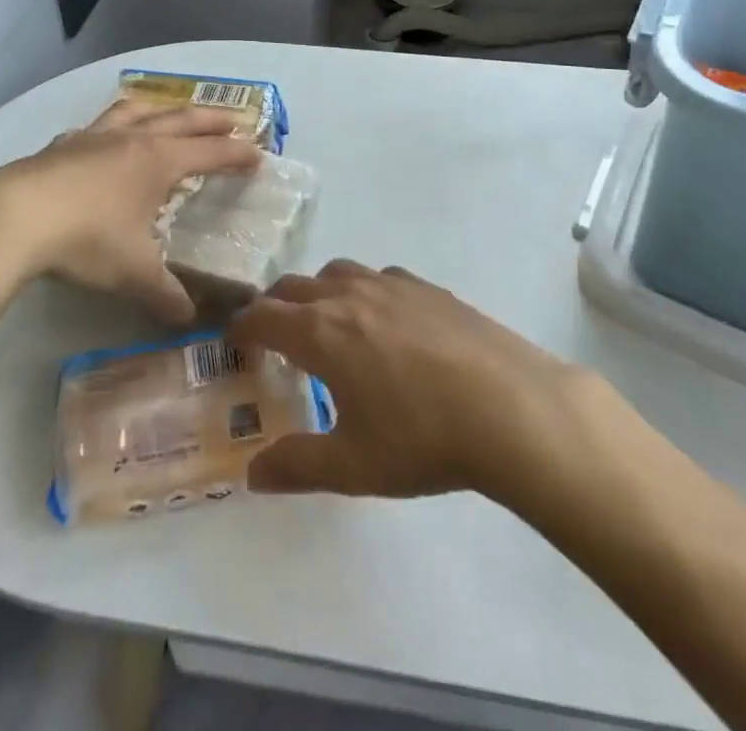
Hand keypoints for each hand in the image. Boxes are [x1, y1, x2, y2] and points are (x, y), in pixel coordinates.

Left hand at [0, 99, 259, 323]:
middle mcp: (131, 139)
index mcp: (158, 161)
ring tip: (170, 113)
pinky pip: (97, 125)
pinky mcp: (61, 145)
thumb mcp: (132, 273)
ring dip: (161, 110)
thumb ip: (165, 294)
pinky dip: (113, 126)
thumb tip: (189, 319)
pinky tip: (104, 138)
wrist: (13, 218)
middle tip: (235, 120)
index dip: (235, 154)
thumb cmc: (86, 239)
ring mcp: (93, 137)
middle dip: (211, 120)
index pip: (209, 152)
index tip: (258, 154)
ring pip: (137, 111)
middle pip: (181, 120)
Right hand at [229, 260, 588, 498]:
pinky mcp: (428, 287)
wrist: (509, 407)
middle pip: (294, 286)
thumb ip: (297, 466)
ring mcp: (391, 285)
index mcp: (321, 332)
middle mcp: (349, 296)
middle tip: (274, 336)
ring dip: (318, 291)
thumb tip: (253, 474)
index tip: (235, 339)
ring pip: (337, 272)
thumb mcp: (352, 466)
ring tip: (328, 324)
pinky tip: (385, 322)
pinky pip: (379, 277)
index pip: (264, 315)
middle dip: (275, 306)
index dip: (243, 326)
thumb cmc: (422, 438)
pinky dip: (363, 290)